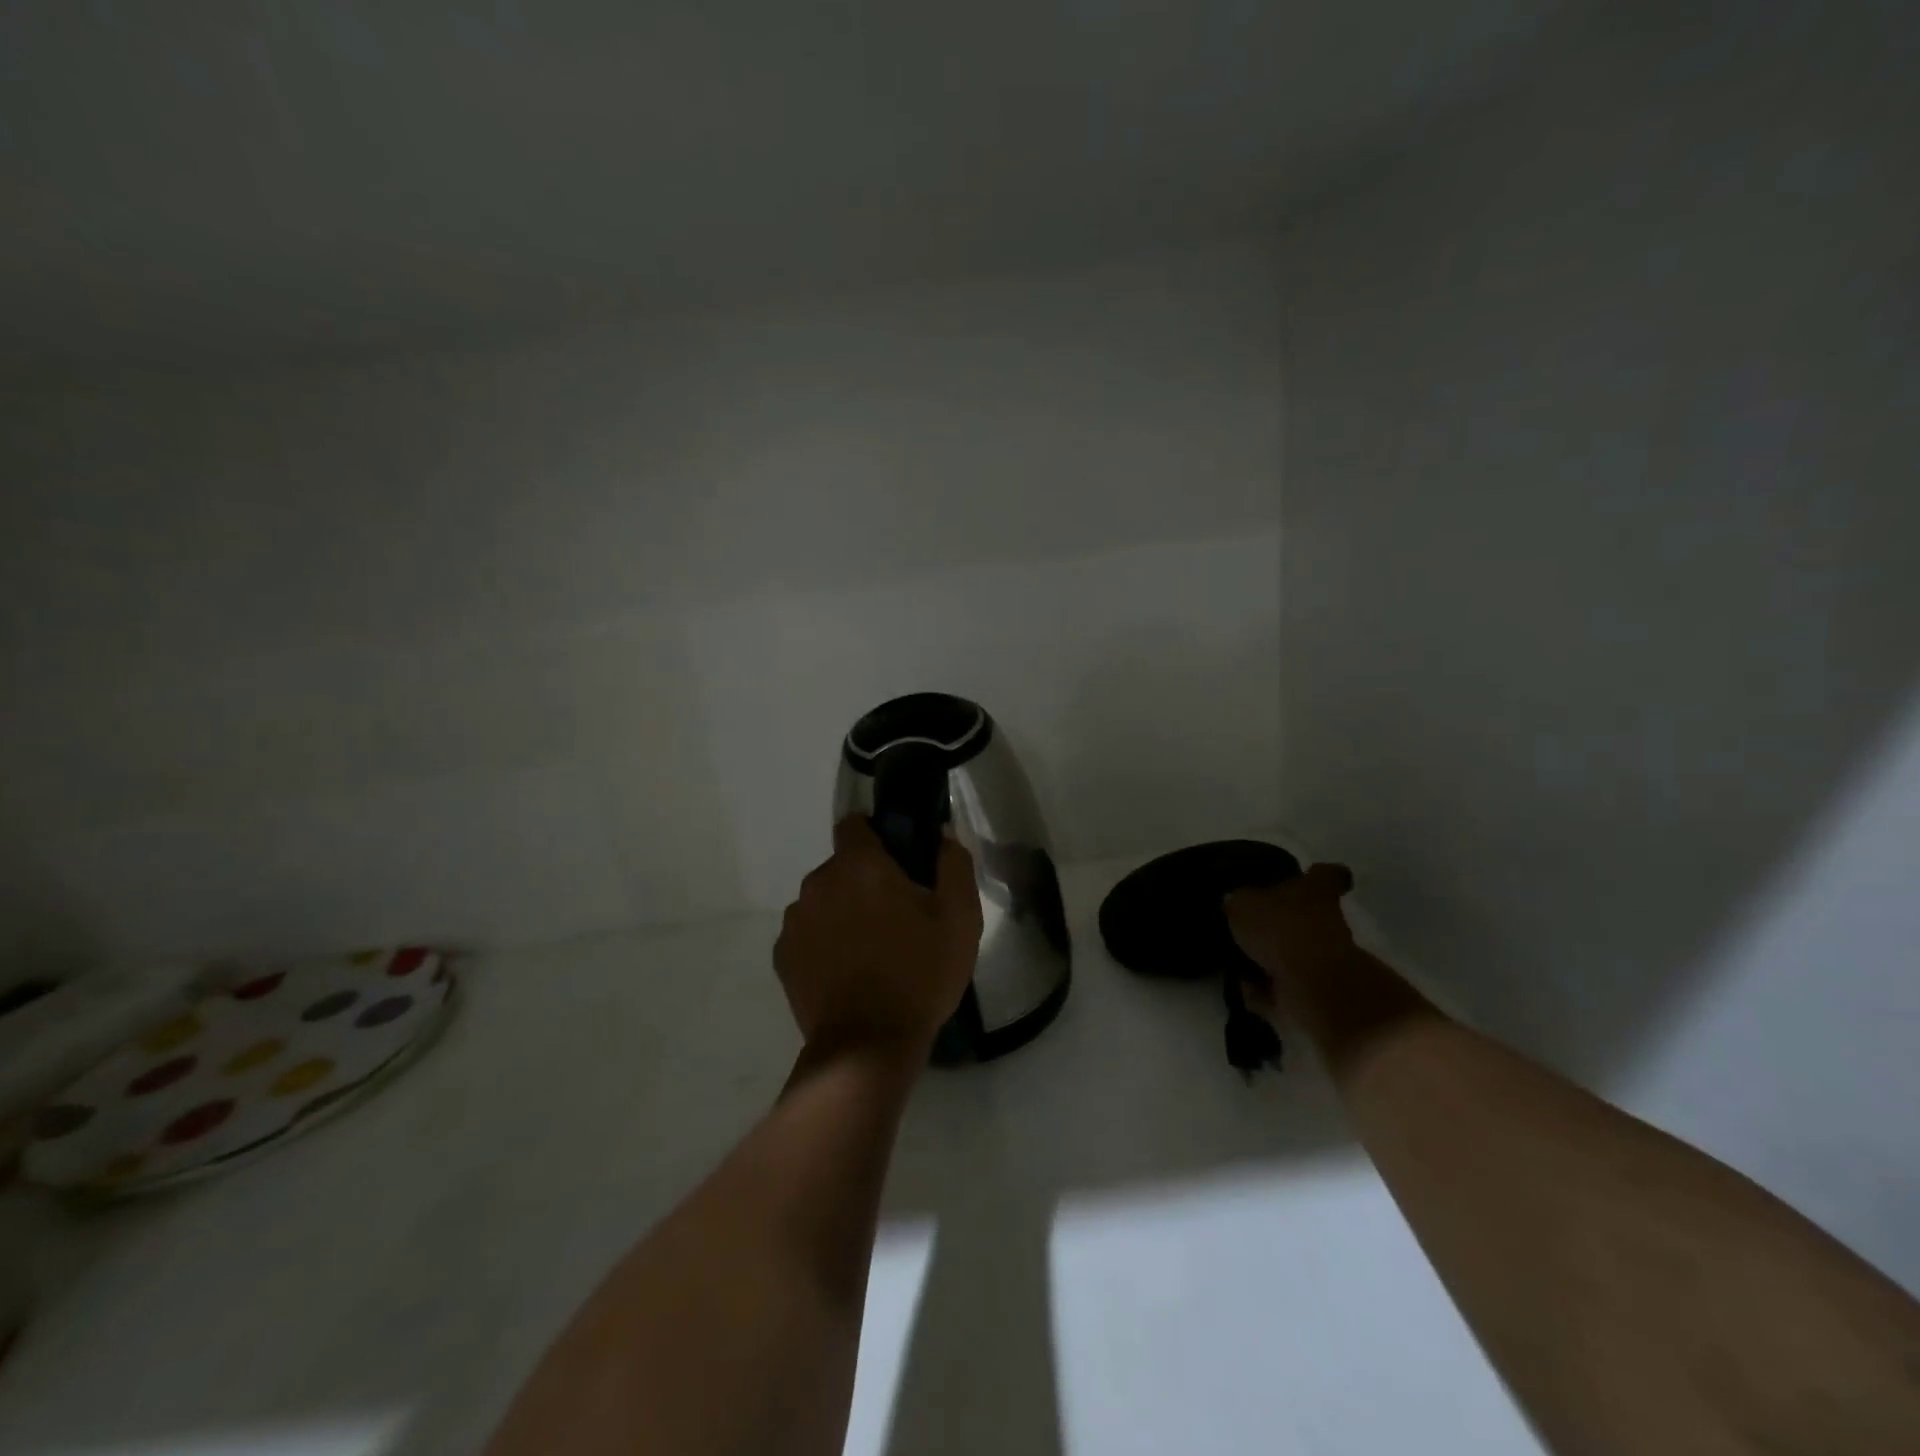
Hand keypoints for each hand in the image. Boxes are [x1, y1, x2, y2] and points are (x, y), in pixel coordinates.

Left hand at [775, 816, 983, 1060]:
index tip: (897, 859)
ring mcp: (794, 920)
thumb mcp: (960, 919)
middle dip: (864, 882)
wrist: (867, 1047)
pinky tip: (847, 973)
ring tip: (870, 951)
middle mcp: (818, 882)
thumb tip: (943, 838)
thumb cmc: (918, 975)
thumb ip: (954, 865)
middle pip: (842, 867)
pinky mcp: (783, 956)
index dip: (876, 835)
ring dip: (842, 912)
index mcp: (859, 865)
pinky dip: (823, 943)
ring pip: (823, 901)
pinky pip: (807, 934)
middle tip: (896, 916)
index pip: (855, 824)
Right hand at [1225, 864, 1357, 1011]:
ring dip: (1270, 959)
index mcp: (1314, 891)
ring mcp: (1324, 960)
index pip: (1325, 874)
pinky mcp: (1316, 992)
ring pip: (1293, 953)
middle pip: (1307, 915)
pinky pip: (1283, 986)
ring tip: (1237, 960)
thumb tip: (1233, 903)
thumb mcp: (1241, 905)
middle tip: (1249, 924)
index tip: (1309, 874)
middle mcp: (1326, 922)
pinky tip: (1242, 986)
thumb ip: (1236, 902)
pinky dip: (1265, 988)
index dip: (1317, 874)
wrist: (1313, 987)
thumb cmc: (1280, 929)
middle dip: (1281, 922)